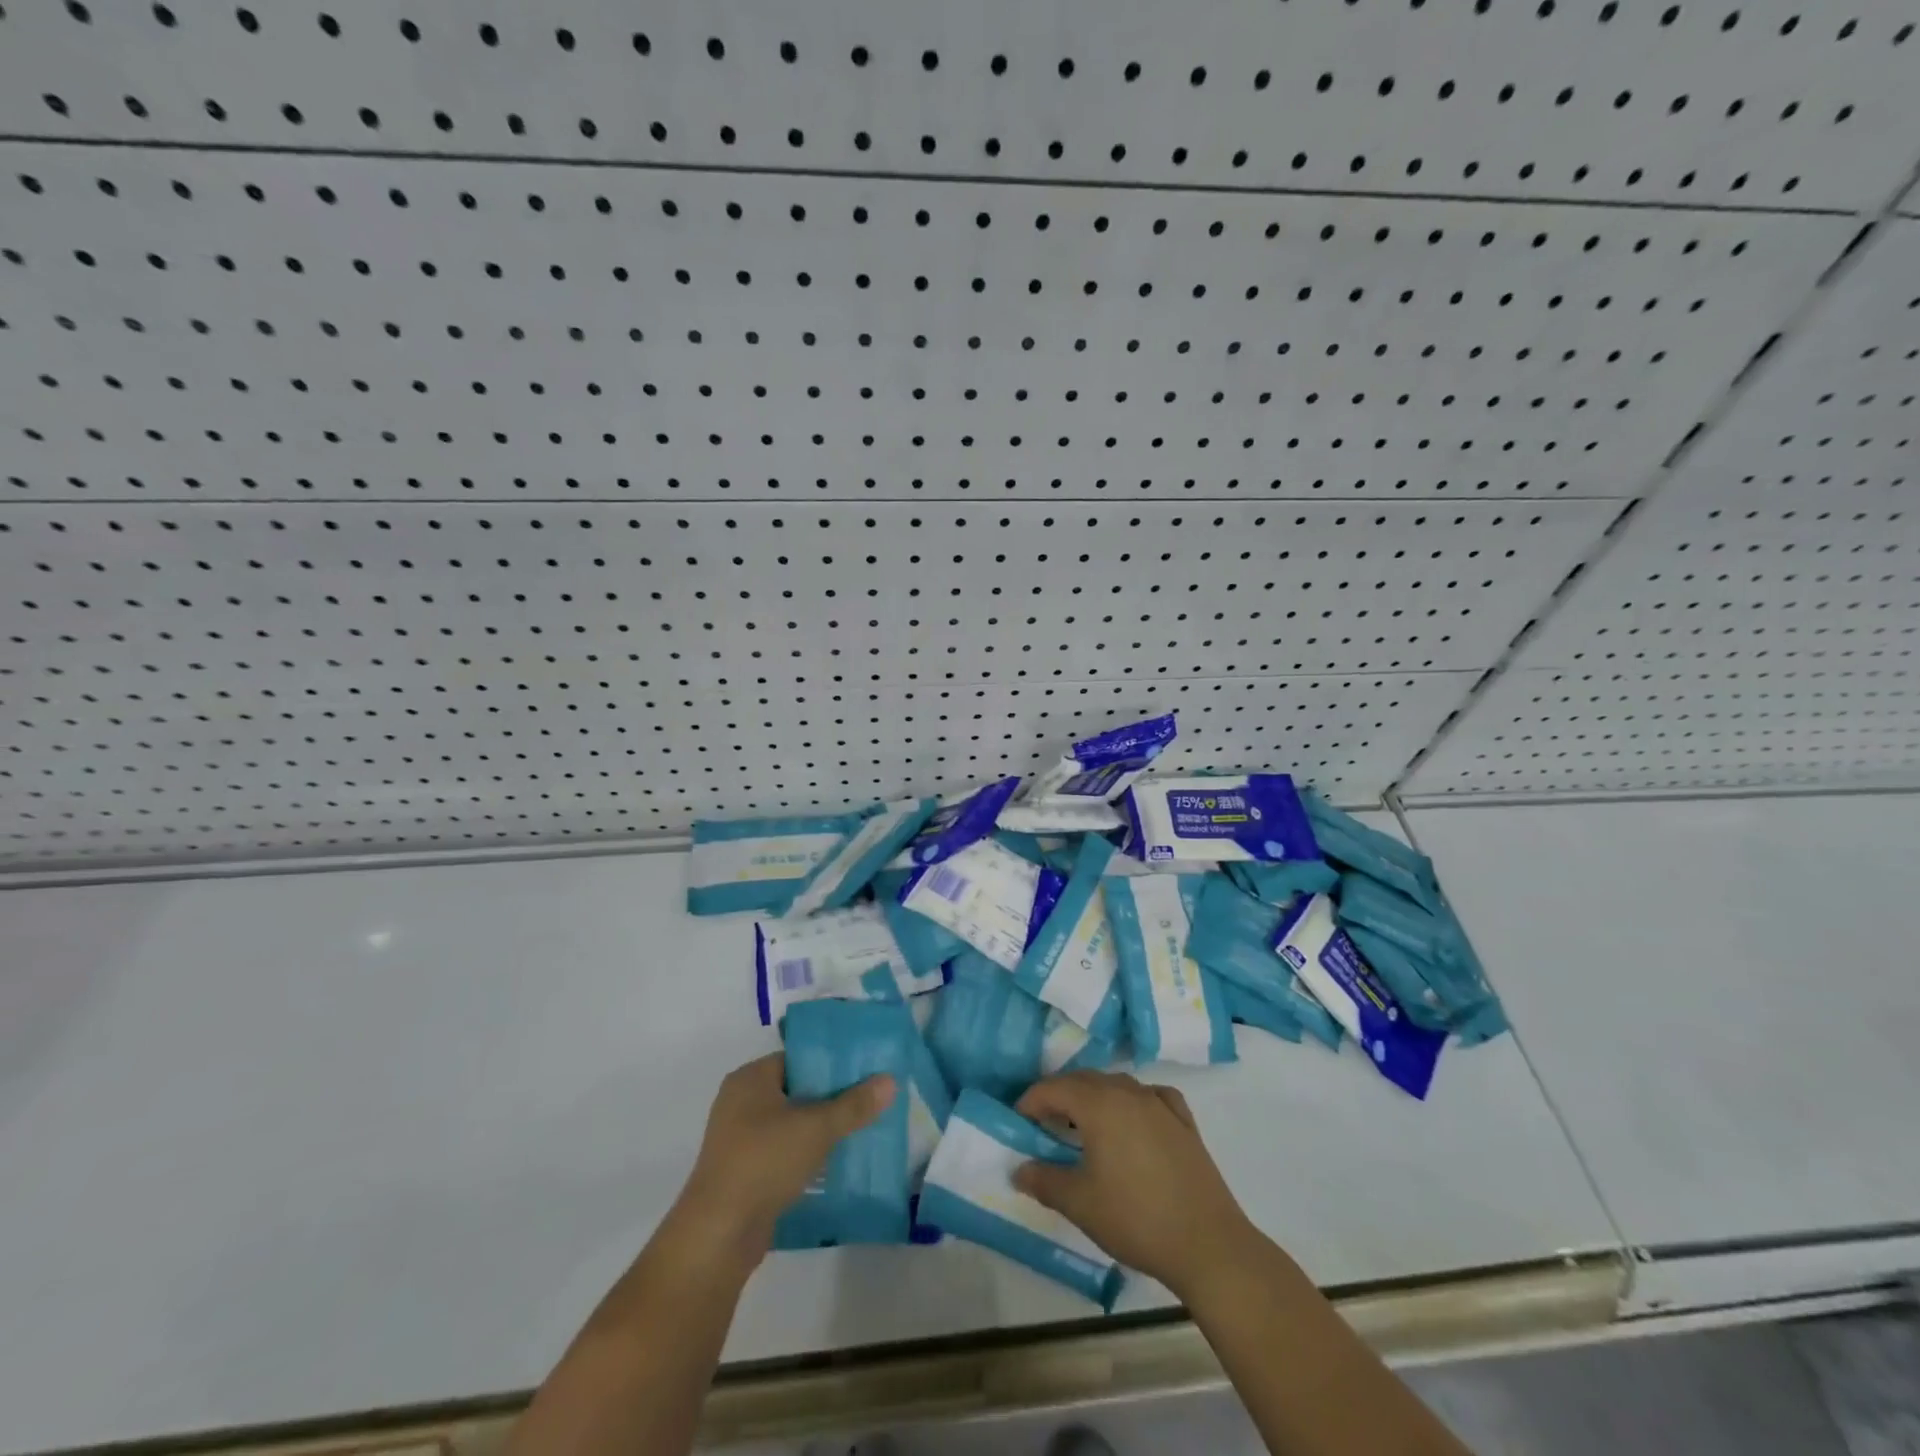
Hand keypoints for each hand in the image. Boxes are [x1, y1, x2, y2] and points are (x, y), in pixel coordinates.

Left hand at [674, 1052, 894, 1267]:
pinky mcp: (744, 1171)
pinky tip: (835, 1162)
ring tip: (859, 1130)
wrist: (718, 1234)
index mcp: (751, 1078)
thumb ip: (854, 1105)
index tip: (865, 1071)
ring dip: (820, 1128)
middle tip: (868, 1100)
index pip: (799, 1058)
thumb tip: (890, 1080)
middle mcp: (741, 1101)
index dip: (832, 1063)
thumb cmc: (764, 1162)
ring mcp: (739, 1138)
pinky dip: (806, 1153)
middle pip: (796, 1089)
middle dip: (831, 1097)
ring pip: (791, 1123)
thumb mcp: (816, 1128)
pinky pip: (783, 1150)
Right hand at [1014, 1070, 1255, 1299]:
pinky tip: (1134, 1121)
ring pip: (1117, 1086)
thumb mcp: (1080, 1203)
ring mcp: (1160, 1104)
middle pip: (1085, 1081)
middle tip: (1044, 1124)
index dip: (1031, 1101)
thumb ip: (1044, 1181)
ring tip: (1083, 1127)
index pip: (1054, 1088)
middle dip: (1059, 1096)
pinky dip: (1133, 1102)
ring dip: (1094, 1098)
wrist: (1208, 1244)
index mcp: (1100, 1104)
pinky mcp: (1184, 1122)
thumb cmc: (1136, 1218)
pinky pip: (1150, 1097)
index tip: (1017, 1121)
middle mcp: (1129, 1092)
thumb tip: (1019, 1169)